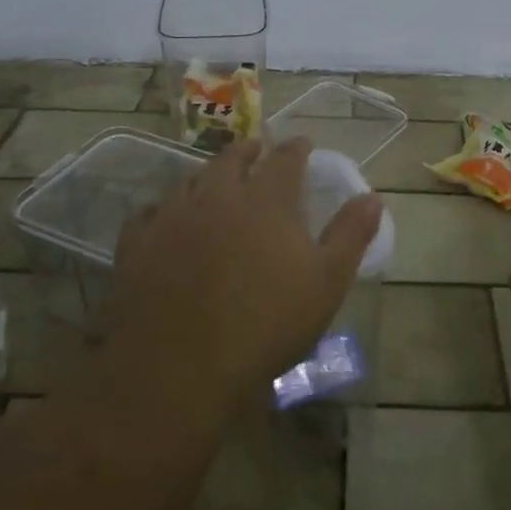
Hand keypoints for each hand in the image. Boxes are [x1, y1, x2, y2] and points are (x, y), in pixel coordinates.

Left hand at [111, 137, 383, 420]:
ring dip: (208, 174)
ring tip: (215, 179)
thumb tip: (373, 197)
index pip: (286, 158)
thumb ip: (351, 234)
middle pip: (233, 158)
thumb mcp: (327, 282)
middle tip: (257, 150)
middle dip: (249, 150)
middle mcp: (219, 195)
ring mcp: (173, 216)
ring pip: (190, 179)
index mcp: (267, 199)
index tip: (303, 144)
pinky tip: (164, 218)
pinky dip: (162, 209)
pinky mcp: (137, 244)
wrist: (182, 365)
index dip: (297, 148)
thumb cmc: (267, 323)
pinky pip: (148, 213)